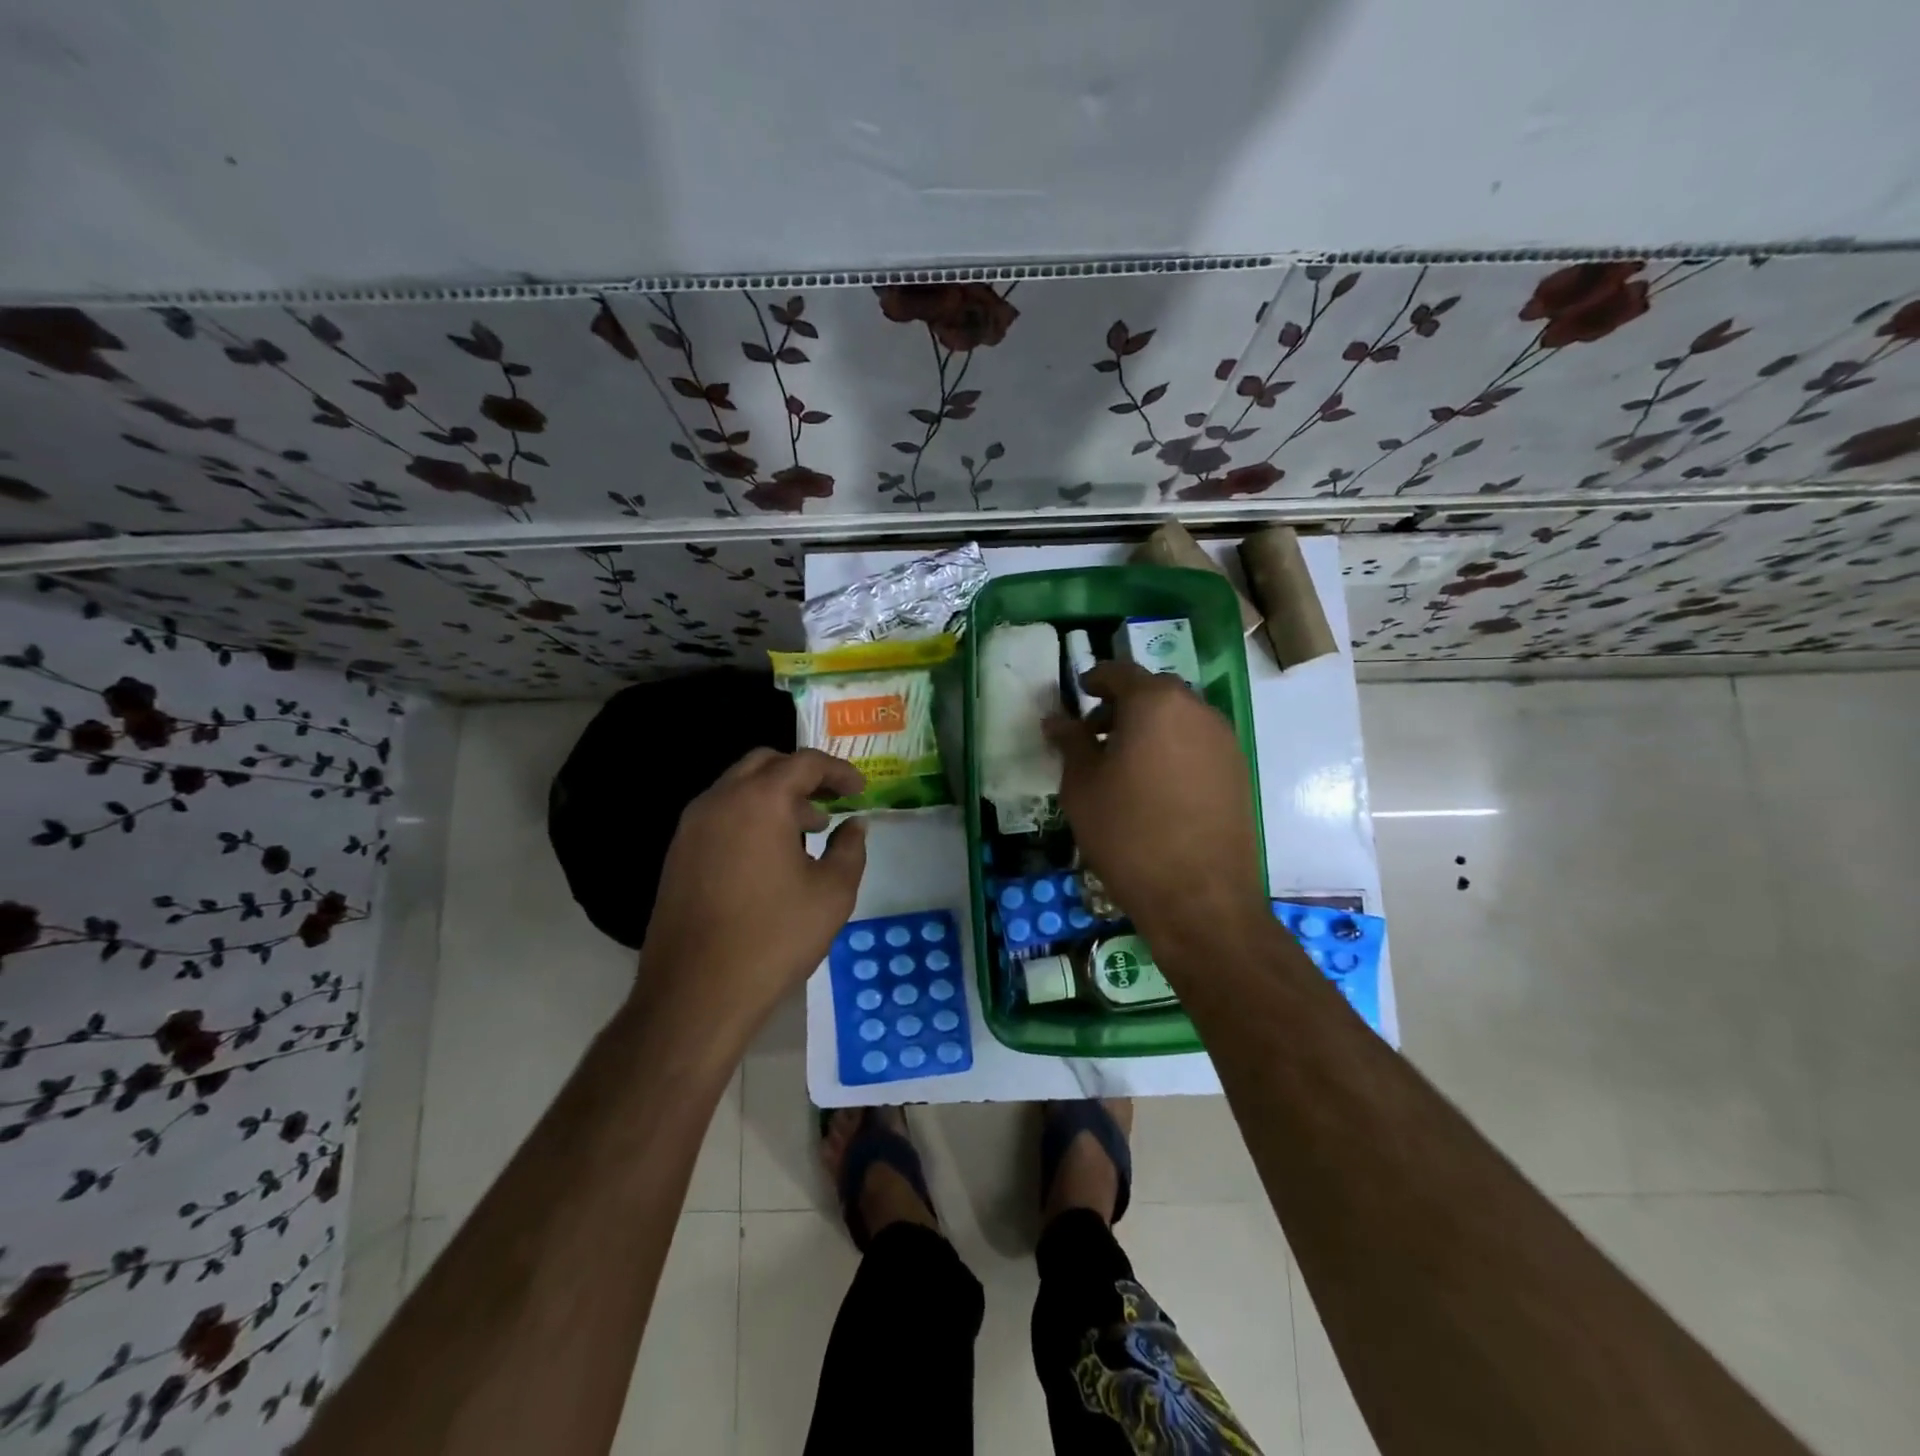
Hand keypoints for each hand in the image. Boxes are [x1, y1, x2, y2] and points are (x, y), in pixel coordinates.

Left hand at [637, 748, 867, 1038]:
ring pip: (738, 788)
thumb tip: (854, 825)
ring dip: (775, 796)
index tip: (861, 790)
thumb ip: (850, 849)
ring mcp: (692, 826)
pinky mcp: (678, 853)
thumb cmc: (773, 938)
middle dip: (802, 775)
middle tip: (832, 799)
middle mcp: (720, 801)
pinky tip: (771, 855)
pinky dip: (751, 816)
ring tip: (808, 830)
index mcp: (760, 800)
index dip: (839, 771)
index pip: (804, 762)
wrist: (695, 993)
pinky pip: (721, 815)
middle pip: (765, 764)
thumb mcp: (832, 894)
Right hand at [1045, 662, 1265, 946]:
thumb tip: (1057, 719)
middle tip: (1096, 734)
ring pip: (1179, 717)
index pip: (1120, 672)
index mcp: (1155, 703)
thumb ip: (1070, 743)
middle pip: (1154, 692)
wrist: (1199, 897)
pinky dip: (1173, 748)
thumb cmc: (1127, 834)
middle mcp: (1196, 710)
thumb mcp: (1082, 787)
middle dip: (1123, 705)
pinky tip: (1155, 786)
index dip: (1095, 679)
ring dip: (1150, 727)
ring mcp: (1223, 740)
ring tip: (1124, 764)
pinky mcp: (1237, 770)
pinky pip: (1198, 743)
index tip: (1079, 694)